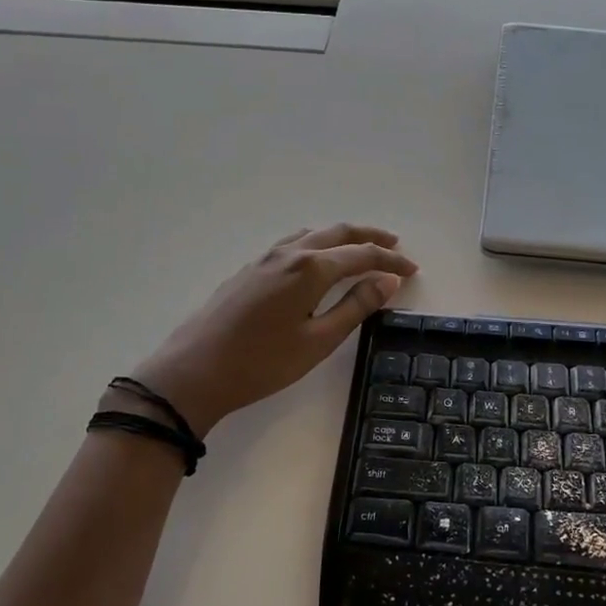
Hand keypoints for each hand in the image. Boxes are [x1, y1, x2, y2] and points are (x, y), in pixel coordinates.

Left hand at [128, 225, 418, 437]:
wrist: (194, 372)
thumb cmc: (262, 362)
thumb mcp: (318, 341)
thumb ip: (356, 306)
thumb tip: (388, 280)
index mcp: (310, 268)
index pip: (361, 254)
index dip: (390, 260)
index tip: (412, 269)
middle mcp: (289, 253)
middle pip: (337, 233)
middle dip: (369, 237)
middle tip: (395, 244)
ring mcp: (264, 258)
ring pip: (313, 234)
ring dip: (342, 237)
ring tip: (361, 248)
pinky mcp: (249, 269)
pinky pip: (293, 243)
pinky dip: (317, 244)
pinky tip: (317, 260)